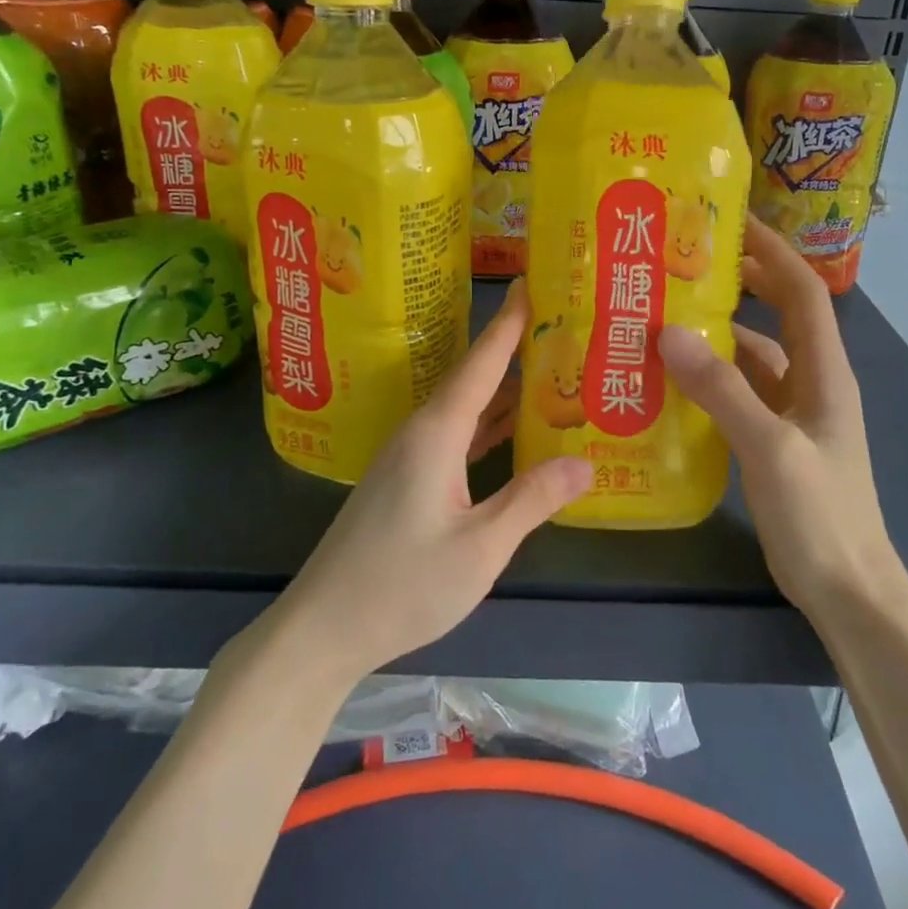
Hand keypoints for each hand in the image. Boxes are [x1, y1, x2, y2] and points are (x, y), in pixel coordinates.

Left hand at [278, 282, 591, 684]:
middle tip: (564, 327)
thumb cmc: (402, 585)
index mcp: (437, 433)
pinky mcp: (407, 480)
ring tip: (553, 371)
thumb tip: (584, 462)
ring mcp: (410, 456)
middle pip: (475, 378)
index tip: (532, 280)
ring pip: (466, 408)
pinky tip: (514, 430)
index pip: (482, 362)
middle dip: (517, 350)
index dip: (509, 322)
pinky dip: (488, 425)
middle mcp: (421, 432)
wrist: (323, 628)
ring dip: (505, 389)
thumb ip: (532, 499)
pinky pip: (457, 435)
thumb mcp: (480, 548)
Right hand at [658, 215, 903, 623]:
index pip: (801, 290)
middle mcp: (810, 381)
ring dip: (714, 336)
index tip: (729, 221)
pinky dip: (709, 380)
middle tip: (681, 265)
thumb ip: (722, 390)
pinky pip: (738, 394)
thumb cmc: (820, 515)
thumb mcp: (770, 447)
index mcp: (823, 371)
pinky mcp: (773, 440)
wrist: (847, 590)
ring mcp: (792, 412)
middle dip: (738, 283)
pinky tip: (670, 383)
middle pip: (776, 315)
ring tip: (660, 320)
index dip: (771, 251)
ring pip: (751, 357)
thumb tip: (669, 333)